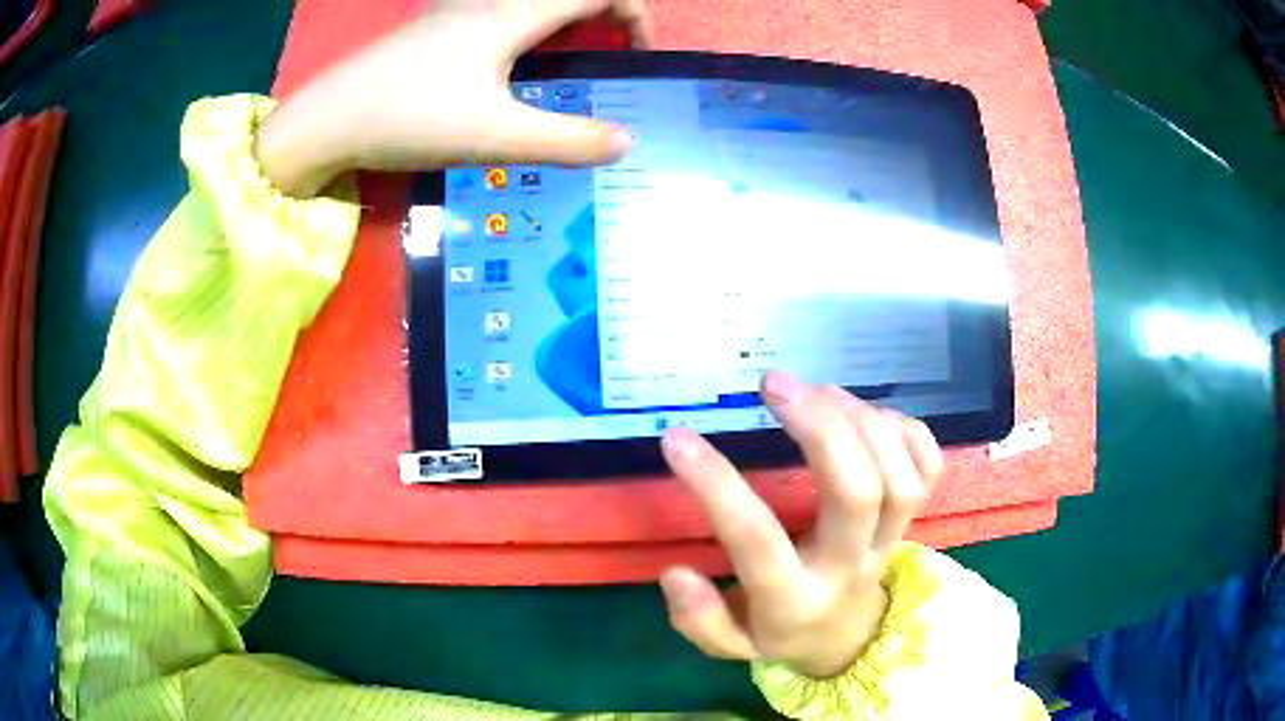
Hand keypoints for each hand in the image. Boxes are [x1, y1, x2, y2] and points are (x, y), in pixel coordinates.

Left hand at [256, 0, 651, 196]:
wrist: (325, 120)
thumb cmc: (409, 118)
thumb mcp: (495, 137)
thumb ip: (568, 140)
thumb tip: (625, 142)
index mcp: (514, 13)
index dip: (634, 14)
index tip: (639, 55)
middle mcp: (490, 2)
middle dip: (603, 17)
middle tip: (609, 59)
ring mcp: (457, 13)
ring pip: (530, 5)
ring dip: (564, 24)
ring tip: (568, 67)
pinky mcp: (434, 31)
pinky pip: (500, 16)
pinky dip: (527, 32)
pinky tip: (510, 71)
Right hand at [658, 371, 944, 678]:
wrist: (848, 639)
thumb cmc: (780, 631)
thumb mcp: (730, 644)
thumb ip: (699, 619)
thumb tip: (675, 573)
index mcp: (795, 599)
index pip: (757, 540)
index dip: (716, 487)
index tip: (677, 439)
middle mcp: (850, 565)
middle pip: (856, 493)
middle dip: (820, 428)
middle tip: (773, 383)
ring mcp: (890, 540)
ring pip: (898, 475)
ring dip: (860, 419)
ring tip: (816, 389)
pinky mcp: (913, 519)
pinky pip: (928, 468)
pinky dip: (906, 430)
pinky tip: (866, 412)